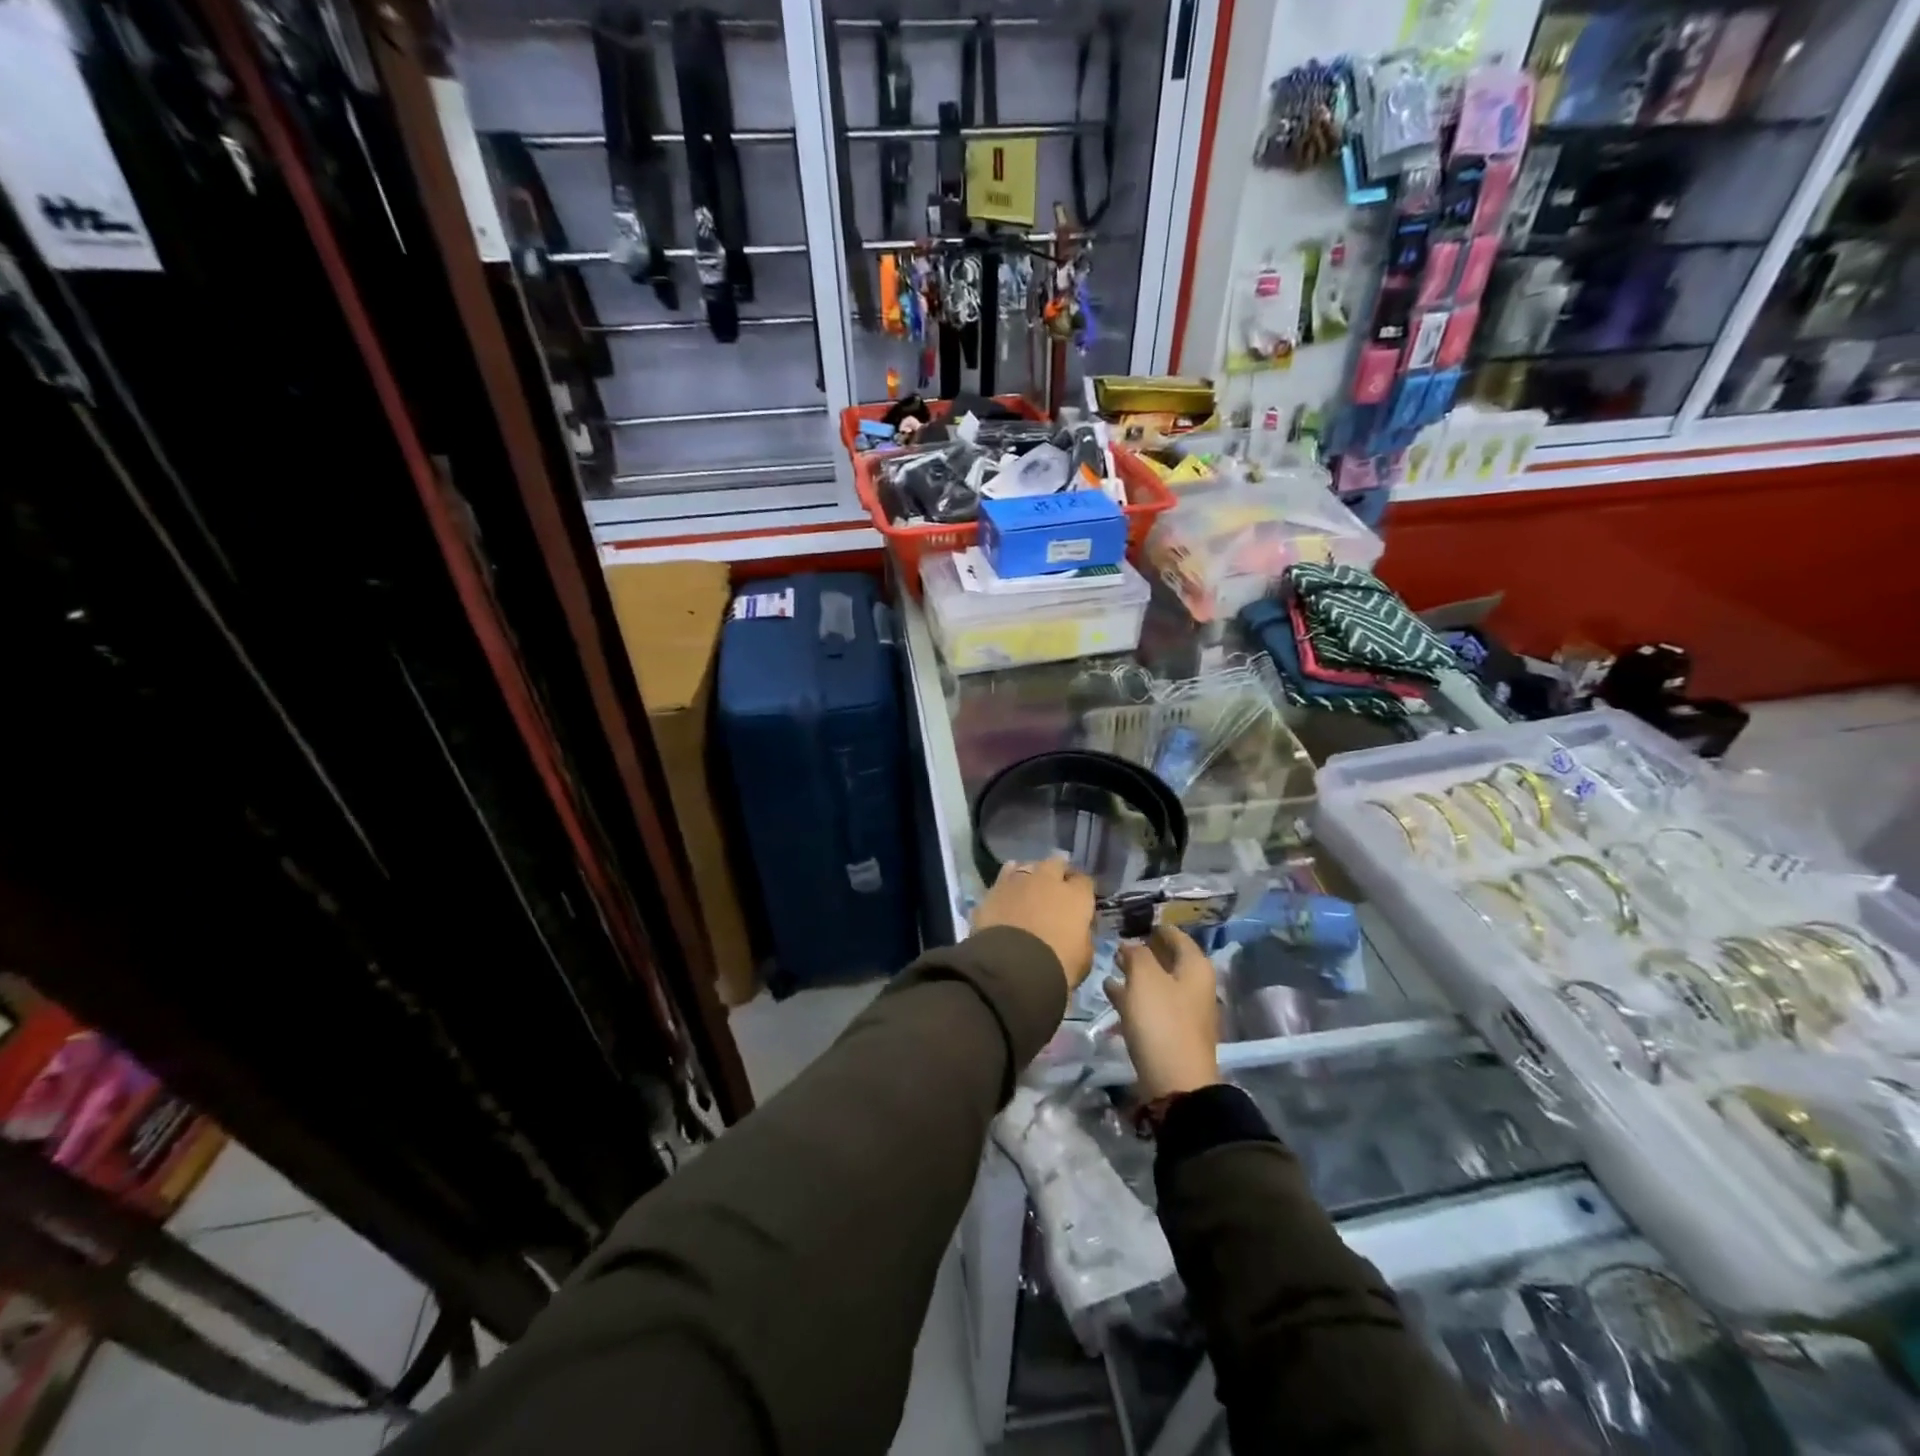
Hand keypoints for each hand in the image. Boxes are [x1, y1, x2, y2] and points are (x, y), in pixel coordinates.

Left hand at [972, 858, 1095, 992]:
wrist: (1012, 967)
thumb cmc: (1057, 965)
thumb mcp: (1084, 958)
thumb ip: (1083, 936)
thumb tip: (1079, 930)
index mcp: (1076, 896)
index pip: (1084, 881)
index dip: (1082, 890)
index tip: (1079, 903)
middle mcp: (1048, 879)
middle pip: (1056, 863)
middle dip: (1057, 872)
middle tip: (1054, 890)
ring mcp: (1018, 881)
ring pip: (1027, 865)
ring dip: (1030, 874)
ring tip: (1027, 888)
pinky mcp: (993, 889)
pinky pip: (1004, 878)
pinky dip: (1007, 885)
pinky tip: (1006, 895)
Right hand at [1105, 926, 1220, 1098]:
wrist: (1175, 1083)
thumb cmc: (1162, 1021)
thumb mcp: (1144, 978)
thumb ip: (1136, 953)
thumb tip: (1131, 945)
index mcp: (1195, 967)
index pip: (1174, 934)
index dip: (1153, 926)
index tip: (1128, 921)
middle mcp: (1194, 985)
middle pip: (1167, 958)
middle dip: (1142, 950)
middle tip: (1115, 943)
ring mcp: (1183, 1011)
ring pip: (1157, 982)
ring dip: (1135, 973)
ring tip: (1109, 965)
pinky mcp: (1170, 1032)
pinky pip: (1150, 1005)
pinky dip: (1133, 996)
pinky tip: (1111, 992)